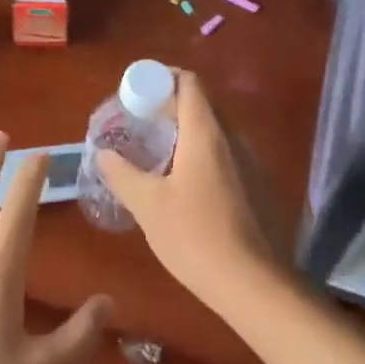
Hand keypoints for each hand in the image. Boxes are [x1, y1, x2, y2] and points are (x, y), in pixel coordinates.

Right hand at [96, 72, 284, 310]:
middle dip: (170, 106)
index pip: (189, 82)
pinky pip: (229, 155)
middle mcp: (234, 138)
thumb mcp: (148, 206)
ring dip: (188, 132)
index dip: (162, 78)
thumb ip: (122, 174)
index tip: (137, 93)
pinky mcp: (260, 186)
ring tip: (160, 155)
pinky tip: (188, 186)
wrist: (255, 285)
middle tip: (141, 124)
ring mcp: (252, 162)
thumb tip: (103, 153)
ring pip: (216, 131)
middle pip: (203, 104)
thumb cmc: (196, 237)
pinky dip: (205, 155)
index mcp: (206, 133)